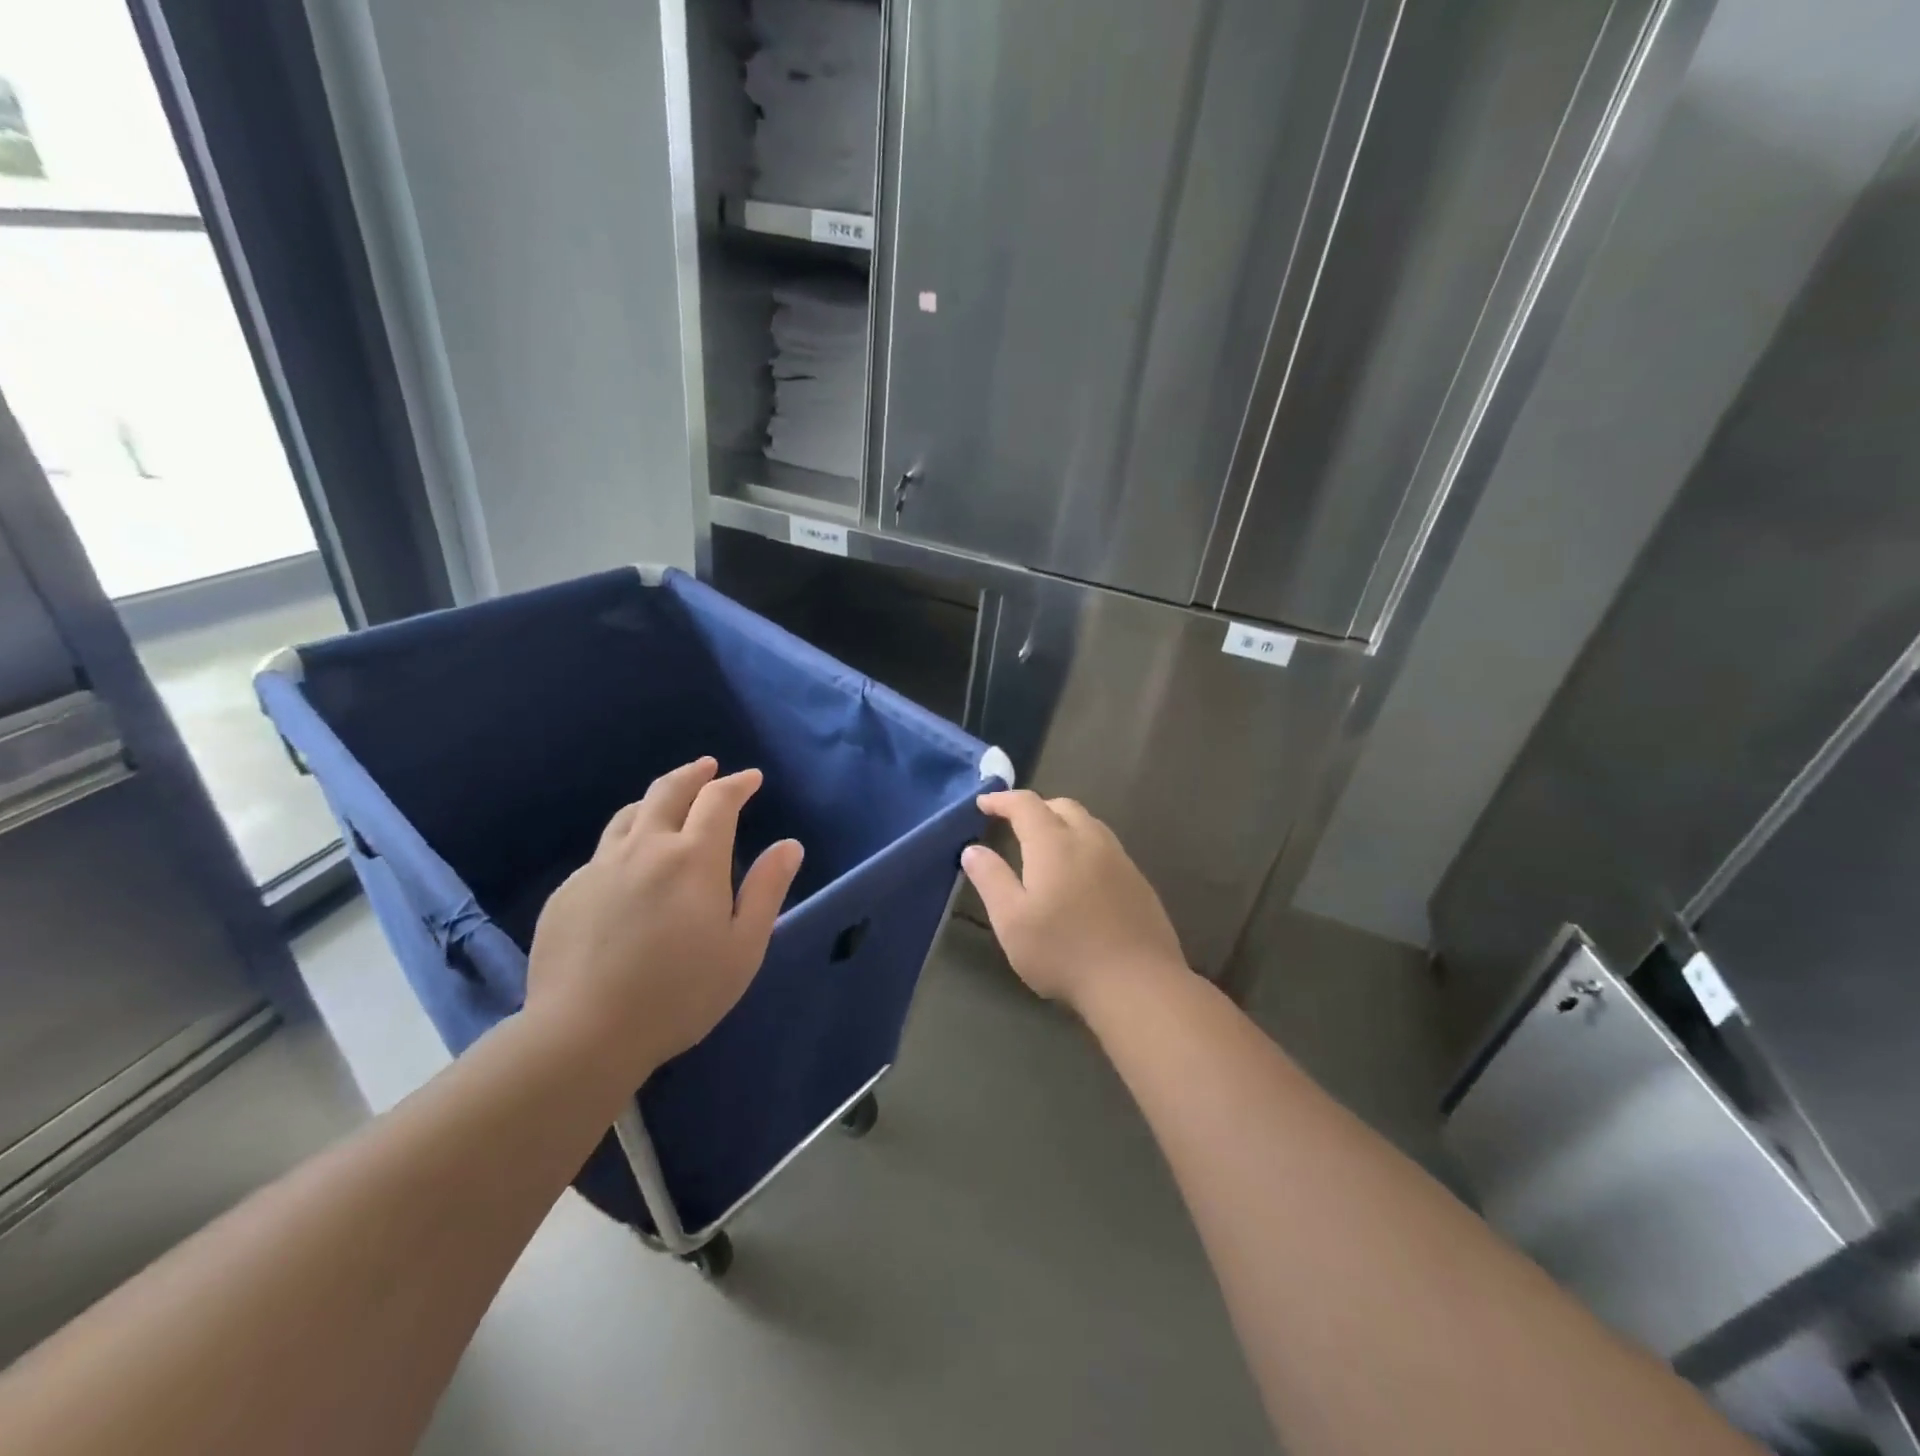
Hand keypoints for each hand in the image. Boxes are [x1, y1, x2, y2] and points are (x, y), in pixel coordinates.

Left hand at [526, 757, 803, 1081]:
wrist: (583, 1034)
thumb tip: (789, 845)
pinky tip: (630, 868)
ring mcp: (599, 868)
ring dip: (655, 800)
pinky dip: (626, 844)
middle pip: (668, 791)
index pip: (718, 800)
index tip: (751, 778)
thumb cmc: (680, 994)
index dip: (737, 783)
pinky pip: (602, 853)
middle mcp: (645, 848)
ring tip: (668, 804)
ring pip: (629, 815)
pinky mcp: (567, 892)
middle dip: (694, 774)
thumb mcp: (743, 947)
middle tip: (708, 767)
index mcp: (693, 858)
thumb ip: (767, 890)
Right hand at [961, 790, 1187, 1014]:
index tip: (983, 803)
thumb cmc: (1063, 951)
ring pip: (1089, 824)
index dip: (1002, 800)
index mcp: (1054, 843)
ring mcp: (1120, 860)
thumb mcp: (1011, 920)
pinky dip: (1085, 846)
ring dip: (1064, 824)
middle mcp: (1090, 840)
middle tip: (1015, 823)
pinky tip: (1081, 875)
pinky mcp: (1139, 882)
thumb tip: (973, 849)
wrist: (1137, 983)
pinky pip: (1107, 847)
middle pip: (1062, 806)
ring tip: (1047, 846)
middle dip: (1036, 807)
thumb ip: (991, 879)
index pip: (1025, 805)